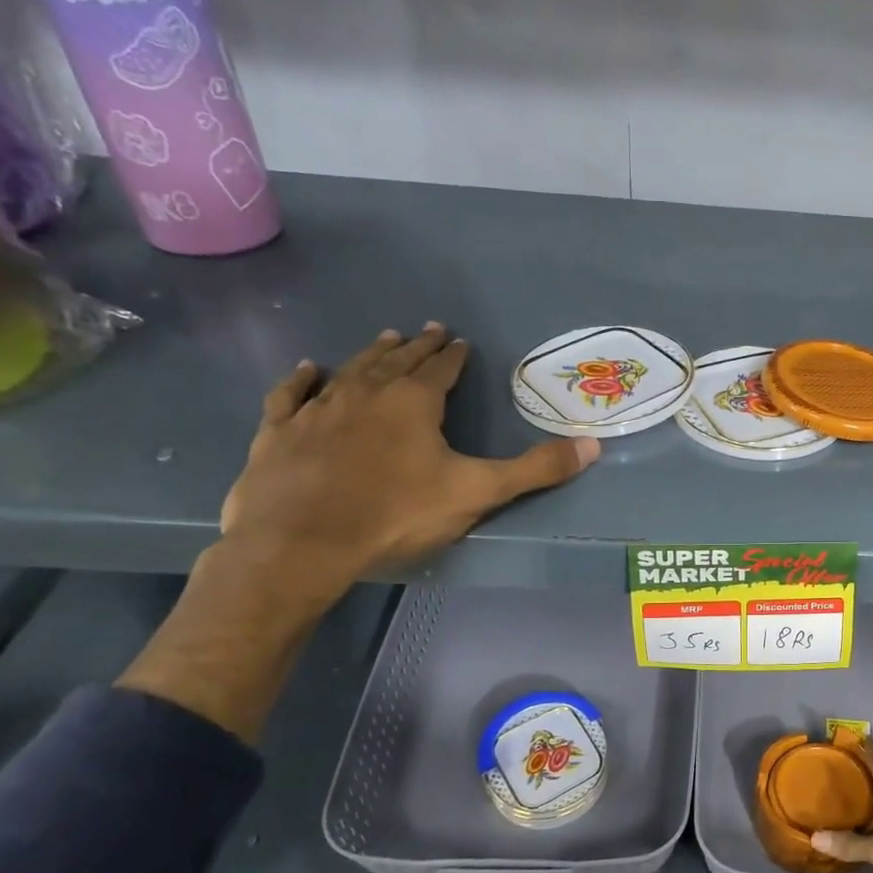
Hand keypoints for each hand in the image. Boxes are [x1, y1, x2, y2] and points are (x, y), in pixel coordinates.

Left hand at [220, 324, 597, 601]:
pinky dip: (302, 380)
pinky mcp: (280, 432)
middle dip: (417, 346)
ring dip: (371, 354)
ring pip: (350, 370)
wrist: (302, 542)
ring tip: (385, 339)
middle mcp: (366, 392)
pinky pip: (292, 395)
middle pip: (397, 360)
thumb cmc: (397, 513)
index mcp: (414, 401)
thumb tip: (593, 446)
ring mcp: (318, 409)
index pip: (441, 368)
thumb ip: (535, 469)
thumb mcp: (478, 492)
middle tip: (428, 330)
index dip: (453, 355)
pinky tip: (308, 370)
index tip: (460, 342)